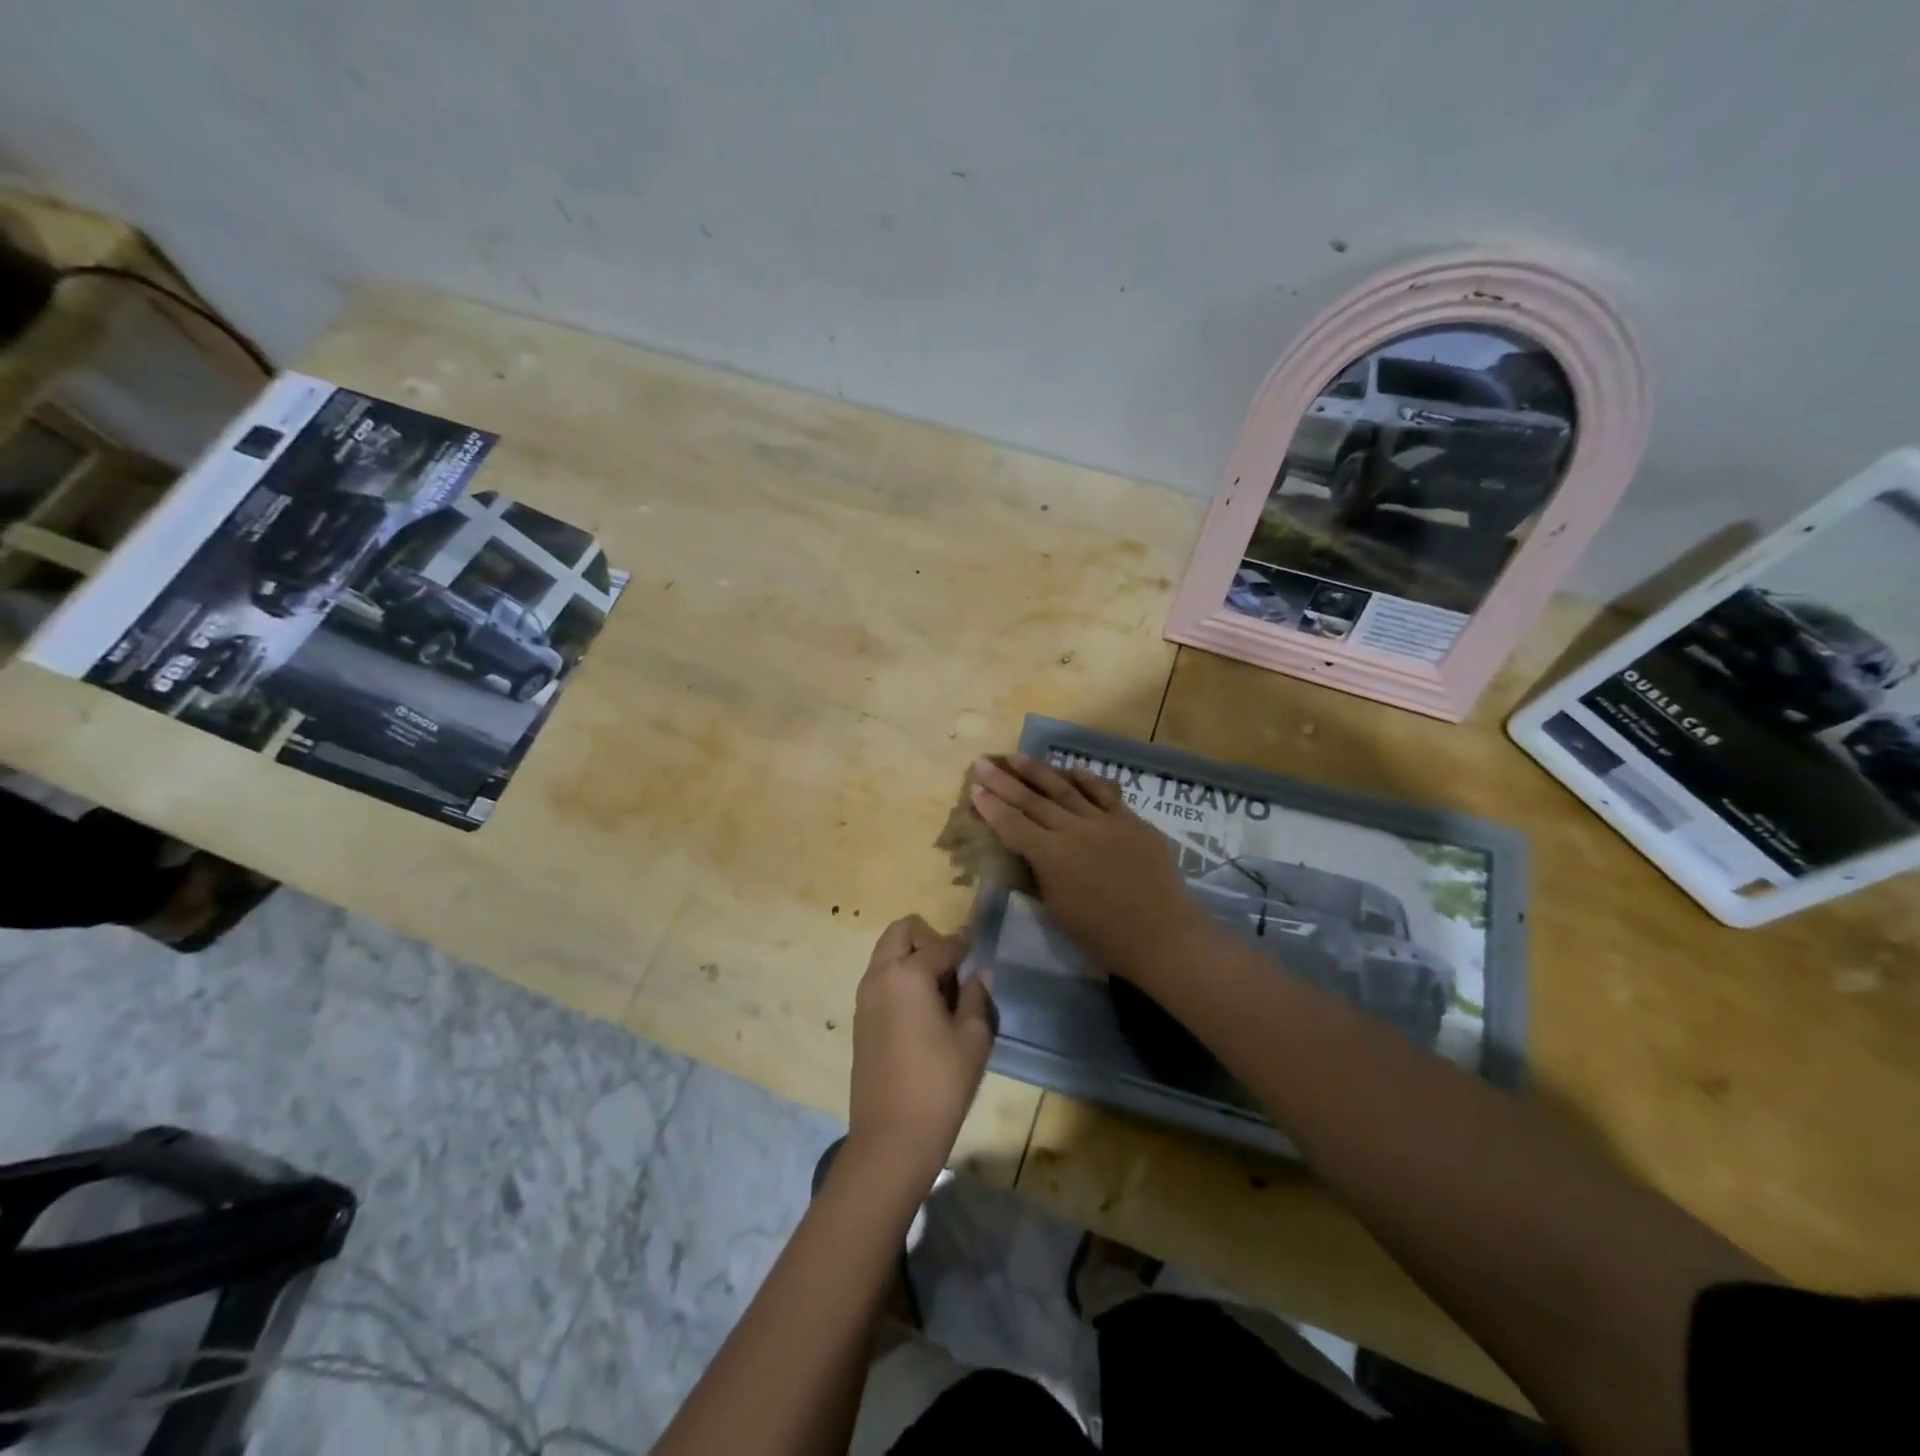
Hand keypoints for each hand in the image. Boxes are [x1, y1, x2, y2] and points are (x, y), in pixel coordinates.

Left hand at [848, 915, 997, 1185]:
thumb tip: (979, 973)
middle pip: (902, 931)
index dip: (966, 947)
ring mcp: (864, 997)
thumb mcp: (972, 1039)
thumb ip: (976, 996)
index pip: (943, 943)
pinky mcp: (860, 1020)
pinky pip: (881, 979)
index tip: (980, 955)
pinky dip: (900, 979)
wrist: (891, 1138)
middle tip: (954, 971)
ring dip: (912, 958)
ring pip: (887, 954)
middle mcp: (879, 976)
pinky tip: (924, 1013)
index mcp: (907, 973)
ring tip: (942, 994)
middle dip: (929, 939)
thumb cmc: (940, 1085)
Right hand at [969, 754, 1210, 985]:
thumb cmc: (1102, 935)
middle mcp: (1073, 830)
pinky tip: (1072, 770)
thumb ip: (1039, 876)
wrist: (1161, 934)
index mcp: (1050, 856)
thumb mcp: (1057, 910)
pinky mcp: (1131, 821)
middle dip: (1004, 781)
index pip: (1012, 825)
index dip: (991, 807)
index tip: (974, 789)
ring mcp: (1104, 821)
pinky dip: (1086, 780)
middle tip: (984, 762)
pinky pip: (1104, 793)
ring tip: (1018, 756)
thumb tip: (1028, 855)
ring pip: (1065, 789)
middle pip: (1032, 800)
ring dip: (1039, 771)